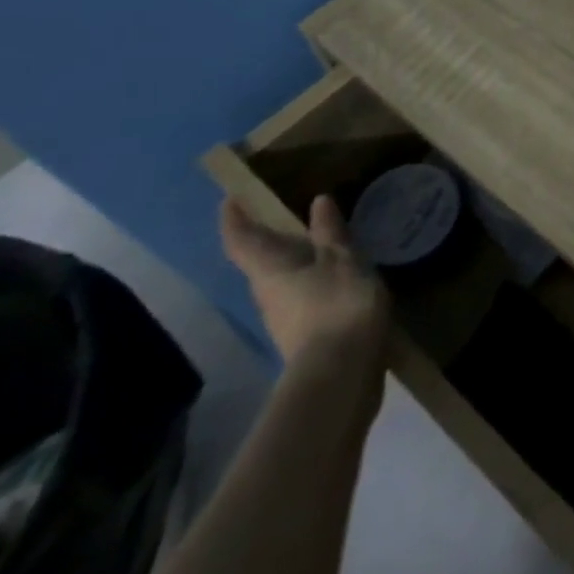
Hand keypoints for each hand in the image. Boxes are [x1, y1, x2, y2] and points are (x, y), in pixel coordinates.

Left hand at [220, 195, 391, 371]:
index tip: (230, 198)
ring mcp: (283, 319)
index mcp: (270, 269)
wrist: (341, 374)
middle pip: (259, 262)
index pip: (241, 240)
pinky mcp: (304, 336)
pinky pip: (302, 297)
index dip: (233, 218)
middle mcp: (267, 294)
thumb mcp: (343, 259)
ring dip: (294, 261)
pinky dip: (313, 280)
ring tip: (320, 241)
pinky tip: (337, 275)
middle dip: (268, 239)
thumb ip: (330, 231)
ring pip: (281, 281)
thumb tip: (317, 201)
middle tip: (287, 214)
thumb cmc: (337, 304)